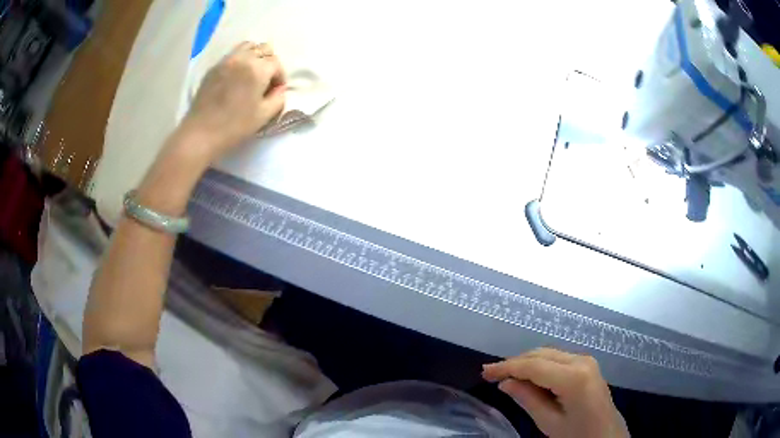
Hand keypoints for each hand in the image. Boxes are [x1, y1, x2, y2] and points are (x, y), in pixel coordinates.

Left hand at [181, 41, 285, 161]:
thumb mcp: (264, 116)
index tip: (276, 91)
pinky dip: (240, 60)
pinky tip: (236, 77)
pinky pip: (232, 54)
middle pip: (264, 49)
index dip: (280, 77)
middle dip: (269, 63)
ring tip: (252, 74)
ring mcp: (227, 60)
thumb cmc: (234, 126)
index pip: (277, 63)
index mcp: (258, 69)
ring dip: (255, 56)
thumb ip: (278, 98)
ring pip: (248, 46)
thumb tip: (279, 89)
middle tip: (265, 81)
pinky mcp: (214, 67)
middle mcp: (243, 58)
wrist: (201, 133)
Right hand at [482, 348, 627, 437]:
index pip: (534, 365)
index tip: (484, 371)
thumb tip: (505, 383)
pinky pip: (557, 358)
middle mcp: (581, 360)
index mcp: (574, 377)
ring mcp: (586, 360)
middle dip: (515, 362)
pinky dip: (539, 364)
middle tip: (491, 374)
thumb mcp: (549, 422)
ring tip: (506, 376)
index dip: (507, 366)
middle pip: (541, 354)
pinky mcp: (587, 364)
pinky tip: (529, 375)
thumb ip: (528, 399)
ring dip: (526, 362)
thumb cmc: (578, 434)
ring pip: (549, 353)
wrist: (607, 434)